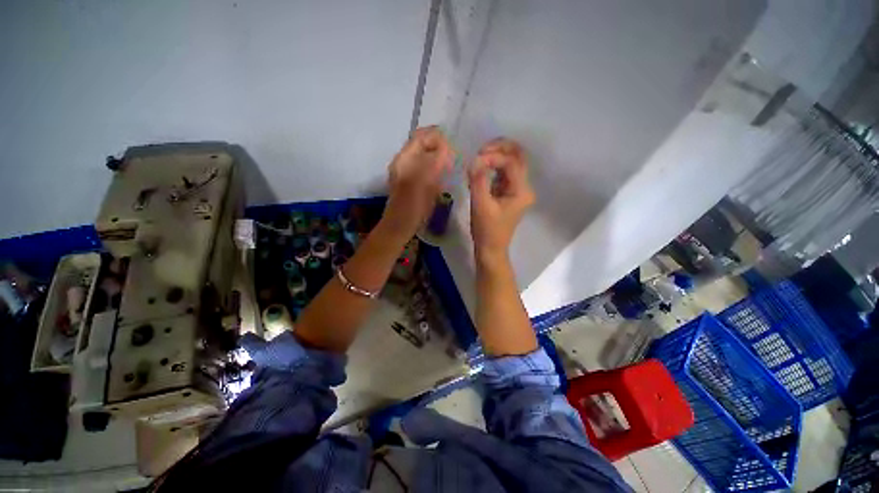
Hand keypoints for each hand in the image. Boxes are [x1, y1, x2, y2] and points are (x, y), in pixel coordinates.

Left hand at [382, 127, 453, 238]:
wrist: (399, 227)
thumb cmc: (410, 206)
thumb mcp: (423, 182)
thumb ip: (435, 162)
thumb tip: (448, 148)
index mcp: (404, 159)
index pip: (421, 137)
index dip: (438, 137)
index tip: (455, 144)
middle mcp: (405, 162)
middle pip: (424, 146)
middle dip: (441, 146)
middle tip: (457, 154)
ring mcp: (410, 173)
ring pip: (428, 158)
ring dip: (441, 157)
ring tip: (456, 163)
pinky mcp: (415, 184)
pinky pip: (429, 170)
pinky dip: (439, 168)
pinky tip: (448, 175)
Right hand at [468, 138, 534, 262]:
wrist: (491, 248)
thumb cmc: (487, 230)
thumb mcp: (480, 205)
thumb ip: (478, 180)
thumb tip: (474, 160)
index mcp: (522, 191)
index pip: (511, 162)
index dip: (493, 157)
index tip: (475, 161)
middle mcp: (524, 187)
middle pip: (518, 156)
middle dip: (500, 148)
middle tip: (481, 151)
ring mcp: (517, 189)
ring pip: (511, 162)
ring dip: (496, 156)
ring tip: (478, 159)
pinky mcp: (508, 192)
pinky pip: (503, 172)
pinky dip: (492, 167)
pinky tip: (480, 170)